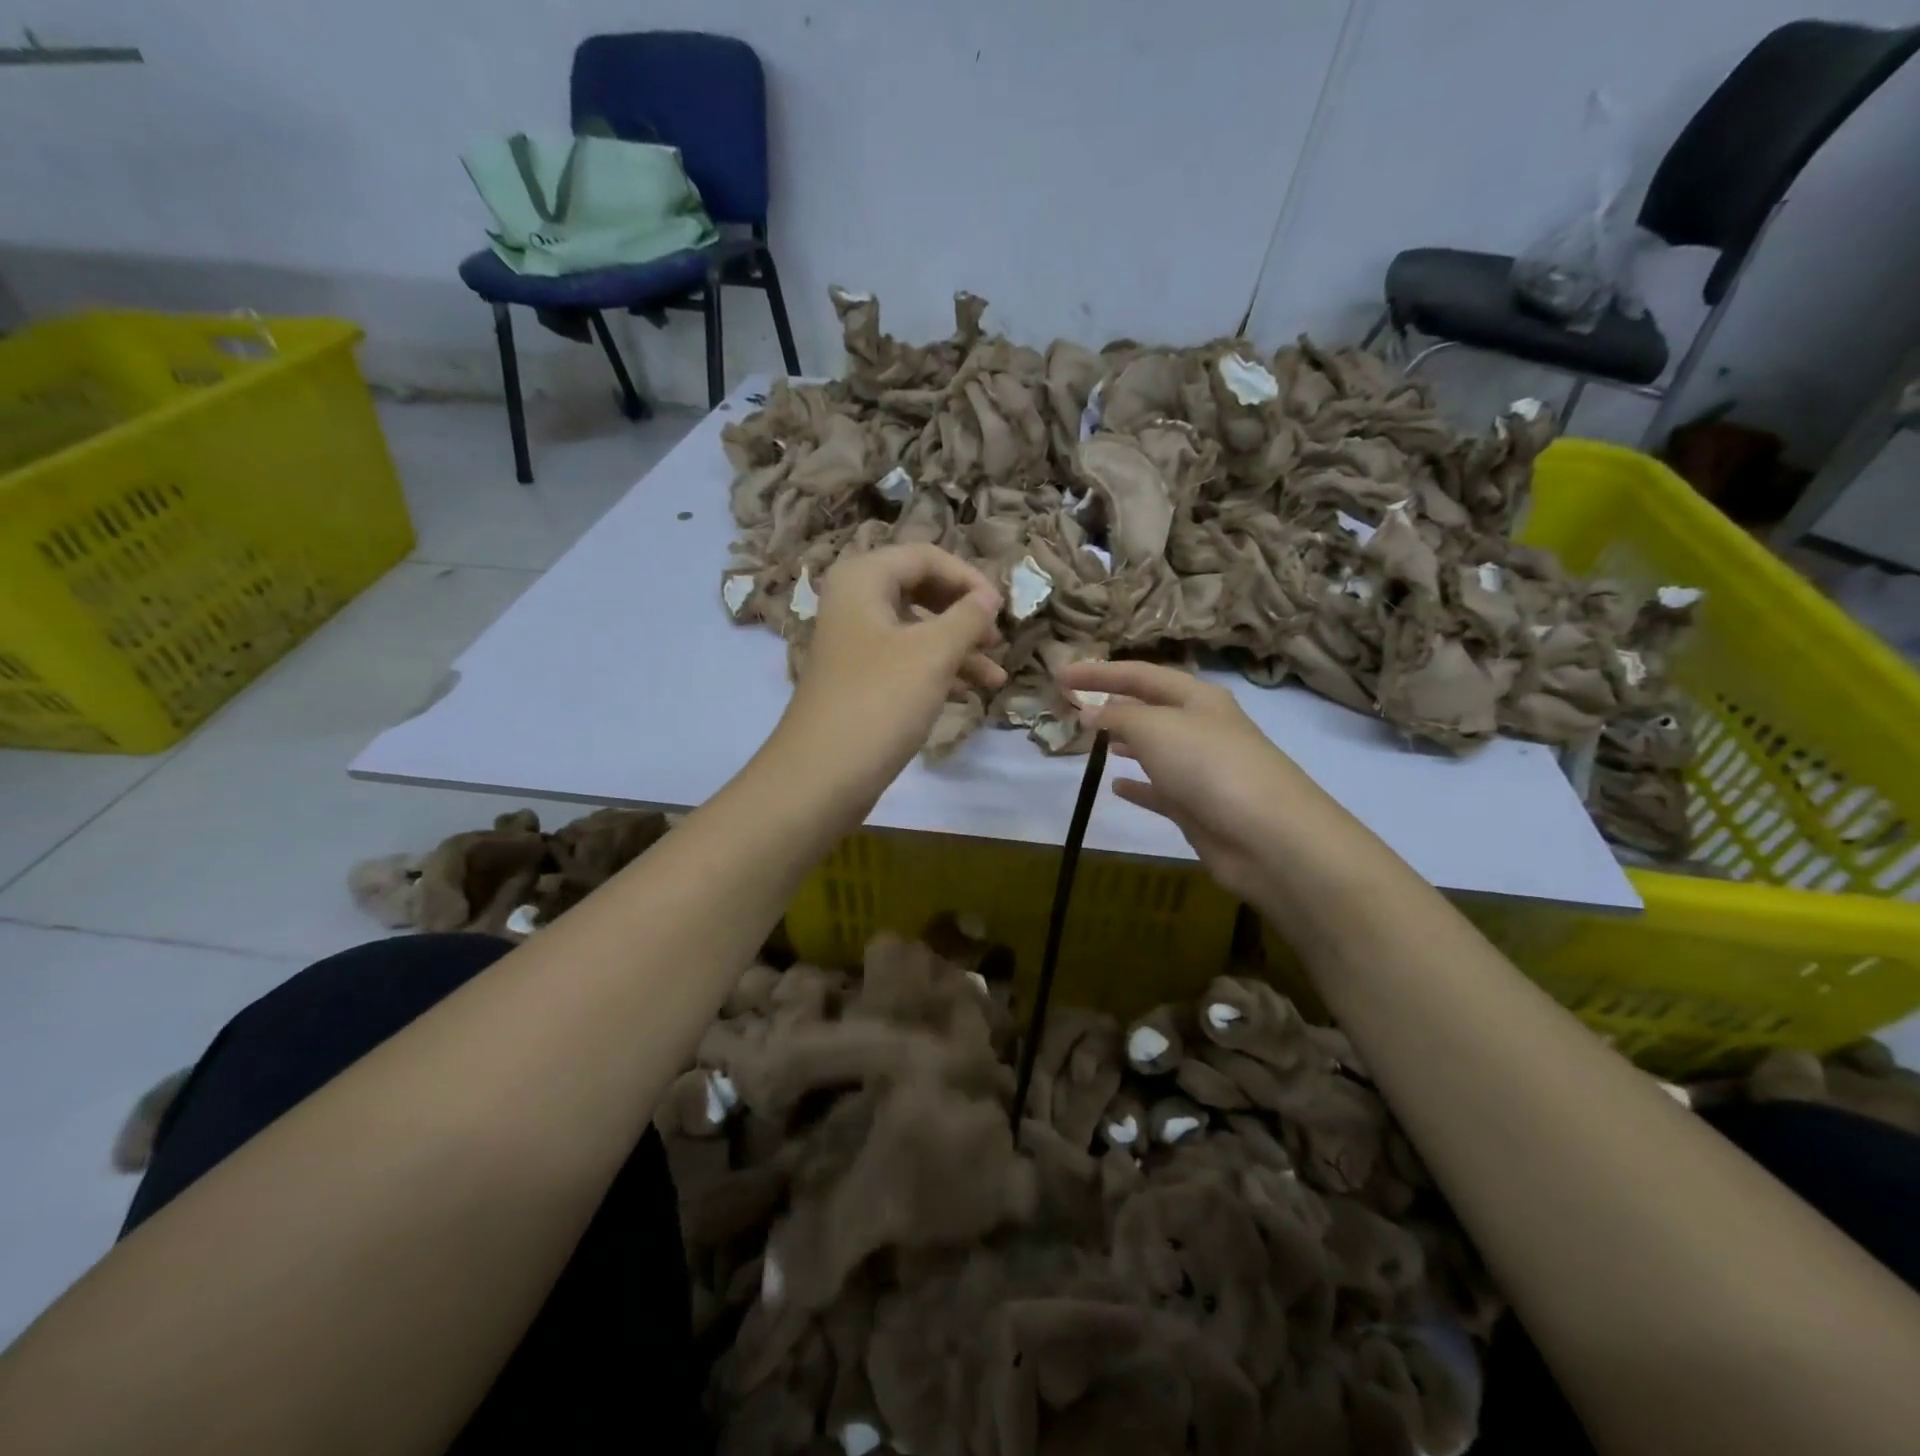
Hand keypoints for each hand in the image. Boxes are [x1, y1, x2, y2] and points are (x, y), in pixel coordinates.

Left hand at [771, 545, 1005, 812]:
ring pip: (917, 631)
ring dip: (958, 650)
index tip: (1001, 609)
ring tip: (996, 679)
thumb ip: (969, 617)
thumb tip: (991, 595)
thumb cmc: (880, 700)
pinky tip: (970, 693)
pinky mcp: (861, 680)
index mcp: (863, 579)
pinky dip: (938, 672)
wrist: (822, 775)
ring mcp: (856, 644)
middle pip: (921, 591)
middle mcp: (855, 603)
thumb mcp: (933, 653)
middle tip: (996, 640)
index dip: (968, 578)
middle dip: (964, 615)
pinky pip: (906, 662)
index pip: (925, 556)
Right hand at [1056, 659, 1362, 902]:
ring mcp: (1202, 769)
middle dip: (1112, 703)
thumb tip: (1089, 712)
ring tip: (1091, 739)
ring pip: (1155, 747)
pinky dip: (1138, 786)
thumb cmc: (1209, 766)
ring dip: (1124, 740)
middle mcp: (1201, 727)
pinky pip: (1160, 789)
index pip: (1139, 674)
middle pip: (1149, 707)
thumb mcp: (1155, 729)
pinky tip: (1116, 787)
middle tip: (1073, 705)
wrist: (1267, 836)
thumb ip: (1117, 717)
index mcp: (1196, 697)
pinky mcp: (1198, 806)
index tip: (1059, 674)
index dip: (1098, 672)